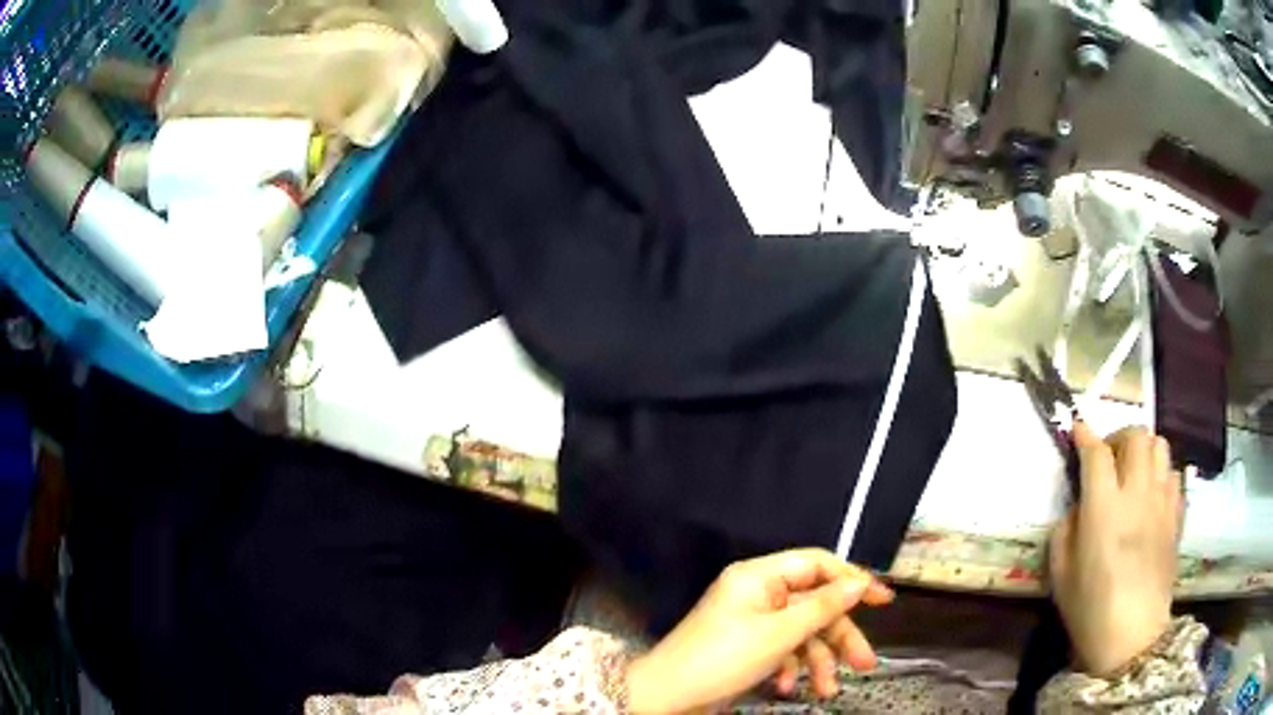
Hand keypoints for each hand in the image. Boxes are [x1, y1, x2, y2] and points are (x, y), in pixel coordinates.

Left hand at [626, 548, 892, 713]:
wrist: (667, 696)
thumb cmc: (723, 658)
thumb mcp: (779, 634)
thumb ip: (823, 607)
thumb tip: (859, 583)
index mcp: (759, 576)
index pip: (817, 564)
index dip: (852, 579)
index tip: (883, 600)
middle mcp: (758, 593)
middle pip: (814, 605)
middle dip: (839, 636)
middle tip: (865, 663)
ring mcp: (752, 621)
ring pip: (801, 632)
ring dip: (817, 661)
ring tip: (828, 690)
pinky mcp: (747, 645)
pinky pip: (781, 649)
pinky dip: (789, 668)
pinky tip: (784, 688)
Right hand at [1049, 423, 1183, 676]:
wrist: (1133, 638)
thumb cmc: (1091, 611)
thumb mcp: (1061, 577)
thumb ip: (1065, 532)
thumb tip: (1077, 507)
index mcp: (1104, 509)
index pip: (1096, 453)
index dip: (1085, 435)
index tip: (1077, 429)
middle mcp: (1137, 493)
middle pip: (1135, 435)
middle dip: (1118, 436)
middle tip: (1108, 456)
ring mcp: (1162, 502)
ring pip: (1160, 445)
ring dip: (1144, 449)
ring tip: (1133, 471)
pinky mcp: (1176, 515)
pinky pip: (1174, 474)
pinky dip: (1162, 473)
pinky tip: (1152, 495)